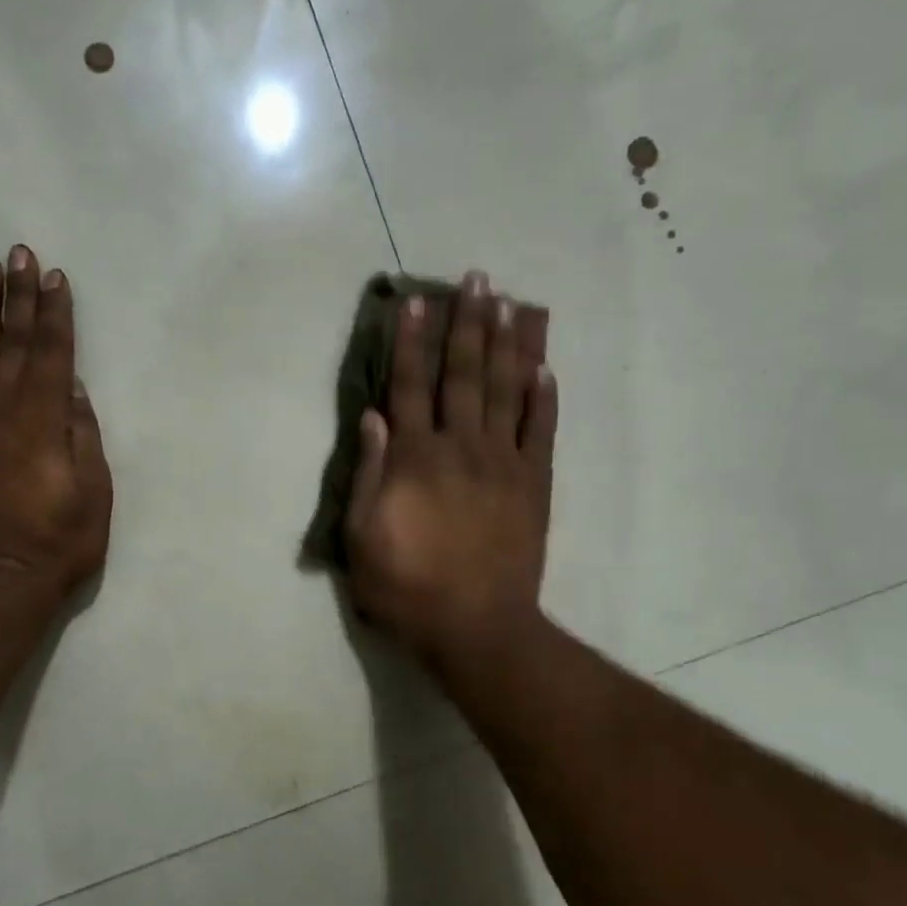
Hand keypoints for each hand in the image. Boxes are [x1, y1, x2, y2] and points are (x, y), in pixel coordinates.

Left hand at [0, 246, 112, 609]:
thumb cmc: (58, 539)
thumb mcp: (93, 489)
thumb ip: (81, 431)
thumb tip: (71, 388)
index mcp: (43, 414)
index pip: (52, 348)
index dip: (55, 310)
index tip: (55, 275)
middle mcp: (0, 403)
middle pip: (12, 336)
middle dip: (19, 293)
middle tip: (19, 252)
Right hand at [345, 270, 555, 668]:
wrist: (476, 626)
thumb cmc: (406, 587)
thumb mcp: (362, 538)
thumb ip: (369, 474)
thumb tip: (374, 417)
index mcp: (414, 459)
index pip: (408, 387)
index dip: (408, 342)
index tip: (413, 302)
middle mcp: (460, 447)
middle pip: (463, 374)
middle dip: (466, 324)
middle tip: (476, 279)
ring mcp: (503, 463)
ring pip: (506, 390)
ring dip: (506, 344)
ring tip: (509, 303)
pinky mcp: (533, 484)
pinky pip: (540, 430)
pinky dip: (542, 397)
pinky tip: (544, 367)